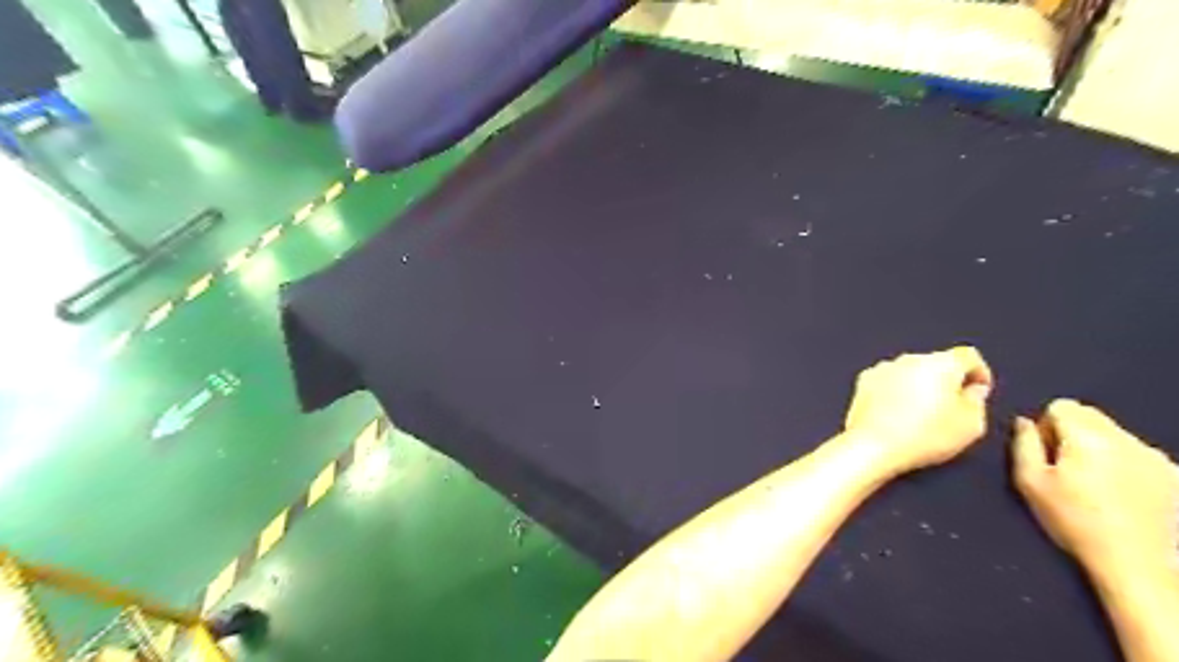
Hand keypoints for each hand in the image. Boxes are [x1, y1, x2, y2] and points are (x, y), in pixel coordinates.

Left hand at [843, 347, 986, 474]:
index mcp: (941, 363)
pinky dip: (895, 391)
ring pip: (910, 371)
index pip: (968, 356)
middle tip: (950, 407)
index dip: (979, 372)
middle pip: (936, 363)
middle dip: (946, 380)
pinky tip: (896, 413)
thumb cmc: (926, 436)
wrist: (872, 445)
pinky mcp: (863, 381)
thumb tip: (972, 390)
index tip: (979, 391)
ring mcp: (882, 368)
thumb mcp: (971, 425)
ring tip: (920, 413)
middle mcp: (910, 358)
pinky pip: (888, 381)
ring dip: (918, 385)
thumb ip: (977, 402)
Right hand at [1015, 399, 1177, 577]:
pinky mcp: (1177, 478)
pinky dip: (1127, 466)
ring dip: (1101, 449)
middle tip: (1066, 468)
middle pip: (1091, 416)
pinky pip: (1141, 456)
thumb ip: (1022, 444)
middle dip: (1073, 433)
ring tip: (1096, 486)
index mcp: (1087, 436)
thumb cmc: (1074, 521)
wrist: (1140, 567)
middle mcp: (1126, 439)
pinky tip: (1124, 496)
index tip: (1045, 453)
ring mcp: (1157, 458)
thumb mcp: (1030, 482)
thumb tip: (1025, 422)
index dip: (1047, 425)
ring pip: (1117, 435)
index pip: (1061, 406)